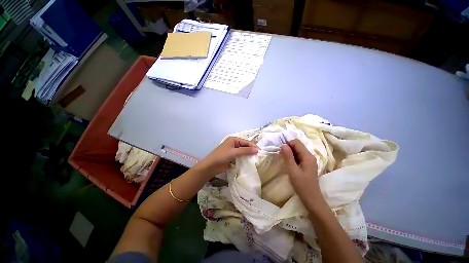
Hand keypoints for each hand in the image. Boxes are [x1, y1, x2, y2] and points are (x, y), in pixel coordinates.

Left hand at [196, 137, 257, 176]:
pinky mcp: (232, 158)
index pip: (246, 142)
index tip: (260, 151)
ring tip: (256, 160)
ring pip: (243, 152)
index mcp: (233, 140)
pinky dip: (244, 159)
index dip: (253, 146)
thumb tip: (257, 150)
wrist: (211, 166)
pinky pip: (240, 157)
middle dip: (251, 151)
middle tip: (259, 156)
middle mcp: (234, 144)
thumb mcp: (234, 152)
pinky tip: (249, 163)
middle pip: (245, 147)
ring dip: (248, 155)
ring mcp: (233, 151)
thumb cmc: (221, 156)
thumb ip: (245, 151)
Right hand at [281, 139, 322, 203]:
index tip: (280, 151)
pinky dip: (292, 157)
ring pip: (297, 151)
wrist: (311, 198)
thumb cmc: (301, 184)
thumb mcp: (292, 170)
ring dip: (289, 153)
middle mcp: (310, 156)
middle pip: (297, 146)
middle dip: (288, 148)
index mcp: (307, 156)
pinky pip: (298, 156)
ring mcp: (309, 160)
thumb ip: (288, 156)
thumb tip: (283, 144)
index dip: (287, 144)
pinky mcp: (307, 164)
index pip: (296, 142)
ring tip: (283, 160)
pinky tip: (288, 163)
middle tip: (281, 156)